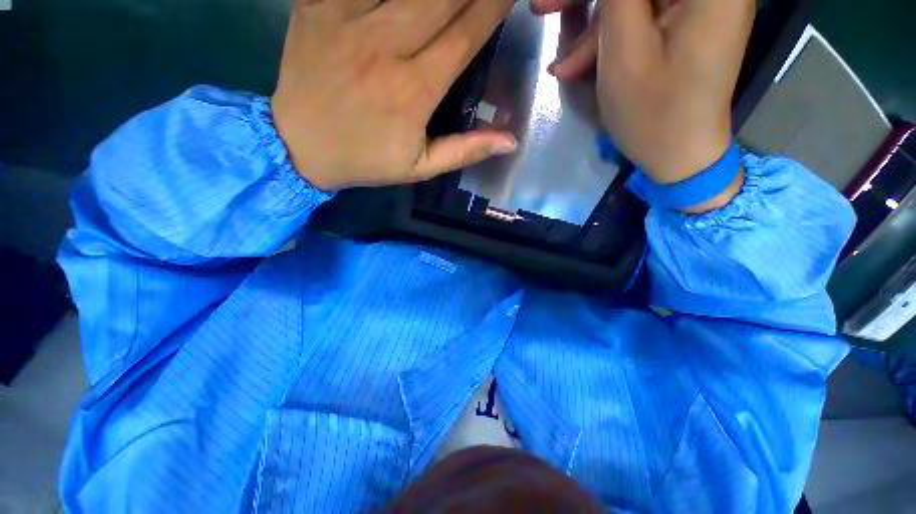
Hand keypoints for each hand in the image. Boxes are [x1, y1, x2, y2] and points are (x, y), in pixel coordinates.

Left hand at [272, 0, 517, 190]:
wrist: (299, 147)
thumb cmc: (366, 161)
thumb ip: (465, 151)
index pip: (464, 36)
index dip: (491, 7)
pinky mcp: (315, 6)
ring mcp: (345, 20)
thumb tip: (510, 141)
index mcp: (413, 91)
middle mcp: (384, 48)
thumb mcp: (420, 167)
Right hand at [532, 0, 754, 204]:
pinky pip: (642, 18)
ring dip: (594, 26)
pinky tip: (577, 65)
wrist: (679, 155)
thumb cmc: (653, 112)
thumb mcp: (624, 52)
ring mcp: (699, 6)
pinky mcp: (685, 25)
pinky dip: (609, 38)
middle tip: (544, 7)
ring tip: (561, 66)